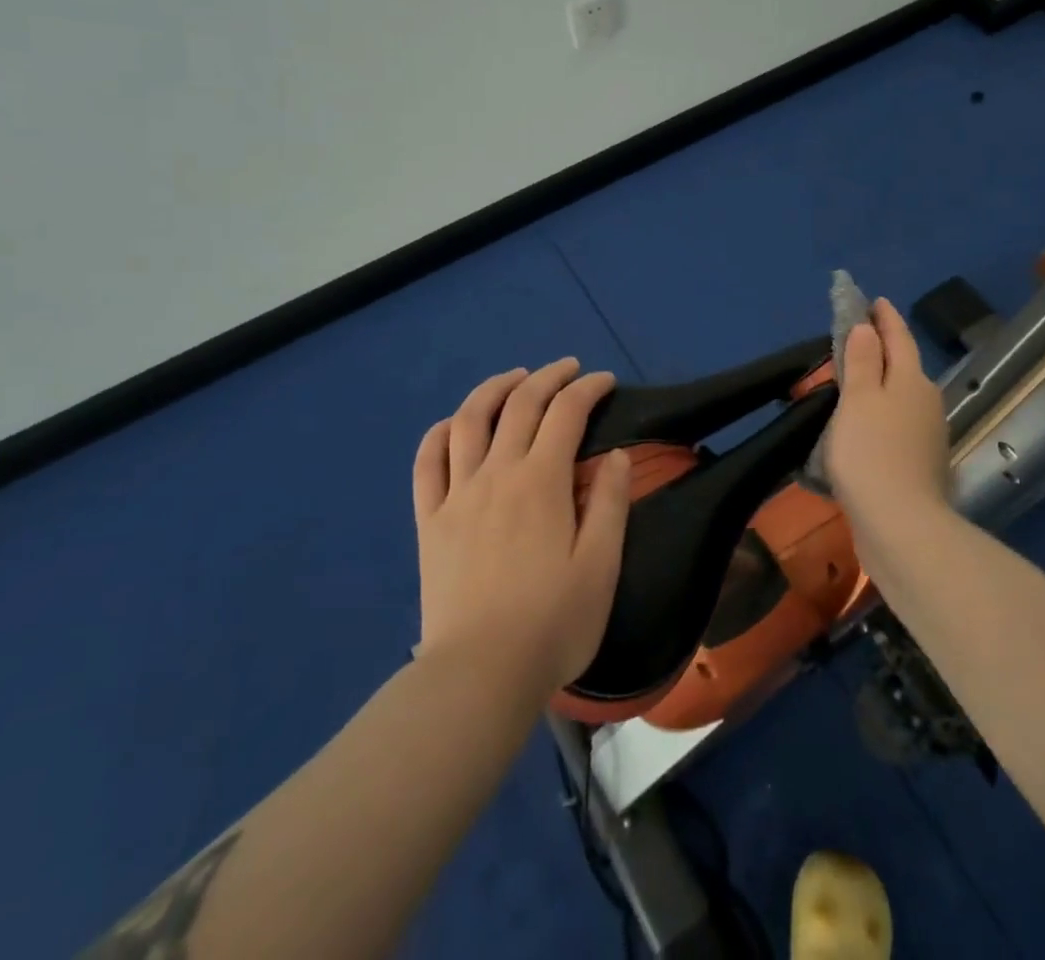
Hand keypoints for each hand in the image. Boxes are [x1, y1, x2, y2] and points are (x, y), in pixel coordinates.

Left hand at [412, 358, 631, 694]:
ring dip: (493, 389)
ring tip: (514, 379)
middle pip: (519, 404)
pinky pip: (426, 463)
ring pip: (468, 420)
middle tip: (567, 369)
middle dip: (547, 377)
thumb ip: (611, 504)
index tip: (606, 381)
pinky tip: (452, 425)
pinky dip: (439, 433)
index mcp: (541, 481)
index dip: (588, 389)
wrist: (480, 675)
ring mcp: (457, 494)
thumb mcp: (601, 566)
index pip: (567, 414)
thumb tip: (617, 455)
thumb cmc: (553, 623)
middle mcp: (497, 473)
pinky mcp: (430, 520)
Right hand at [823, 298, 950, 535]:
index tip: (874, 301)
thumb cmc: (871, 454)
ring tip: (855, 381)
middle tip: (856, 338)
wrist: (902, 526)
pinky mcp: (920, 465)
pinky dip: (882, 416)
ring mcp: (928, 436)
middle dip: (883, 349)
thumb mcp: (858, 399)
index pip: (899, 338)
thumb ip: (861, 361)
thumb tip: (866, 329)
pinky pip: (898, 426)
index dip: (885, 318)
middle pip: (904, 366)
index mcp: (911, 380)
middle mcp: (926, 402)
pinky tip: (865, 427)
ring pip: (901, 397)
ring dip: (881, 384)